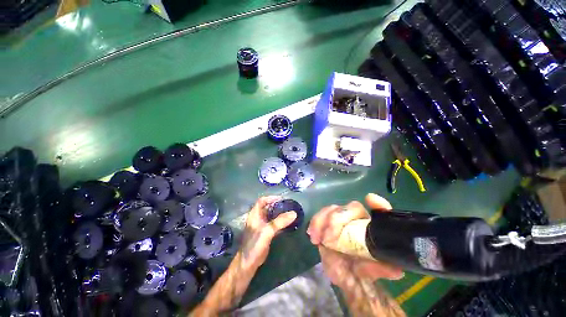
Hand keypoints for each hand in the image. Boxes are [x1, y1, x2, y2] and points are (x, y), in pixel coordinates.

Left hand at [238, 196, 296, 270]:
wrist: (248, 263)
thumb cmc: (255, 244)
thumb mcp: (268, 231)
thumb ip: (280, 221)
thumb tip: (294, 213)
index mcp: (255, 214)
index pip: (262, 201)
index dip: (271, 198)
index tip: (281, 199)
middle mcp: (257, 218)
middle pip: (267, 207)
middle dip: (277, 205)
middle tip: (288, 205)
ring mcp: (261, 226)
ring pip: (271, 216)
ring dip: (279, 213)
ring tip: (289, 212)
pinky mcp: (265, 233)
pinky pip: (273, 224)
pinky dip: (279, 222)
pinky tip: (287, 223)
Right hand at [307, 193, 402, 288]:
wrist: (342, 273)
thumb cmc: (360, 271)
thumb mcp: (370, 272)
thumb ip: (381, 269)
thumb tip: (396, 270)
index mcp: (372, 228)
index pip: (379, 211)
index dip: (378, 204)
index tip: (370, 200)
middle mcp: (358, 219)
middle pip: (351, 208)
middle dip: (338, 219)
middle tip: (329, 238)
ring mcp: (341, 218)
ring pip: (333, 209)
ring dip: (323, 220)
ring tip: (318, 238)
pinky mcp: (326, 221)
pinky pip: (320, 216)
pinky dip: (315, 223)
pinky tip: (312, 234)